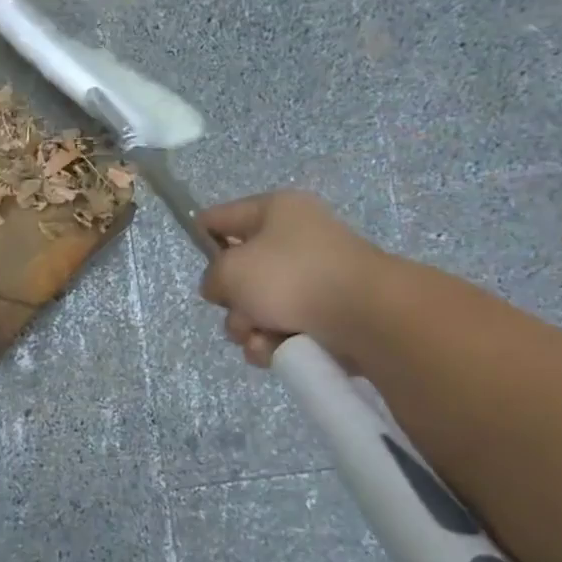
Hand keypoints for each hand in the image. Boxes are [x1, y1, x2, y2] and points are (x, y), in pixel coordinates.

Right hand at [197, 191, 388, 367]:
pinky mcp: (325, 313)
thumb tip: (224, 289)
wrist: (365, 315)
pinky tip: (276, 350)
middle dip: (231, 301)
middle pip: (238, 272)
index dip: (201, 236)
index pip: (222, 216)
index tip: (196, 263)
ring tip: (261, 337)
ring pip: (256, 307)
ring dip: (248, 328)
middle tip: (239, 310)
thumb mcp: (231, 270)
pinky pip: (280, 328)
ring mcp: (312, 277)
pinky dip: (272, 342)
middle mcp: (294, 239)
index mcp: (275, 211)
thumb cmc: (291, 277)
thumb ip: (212, 277)